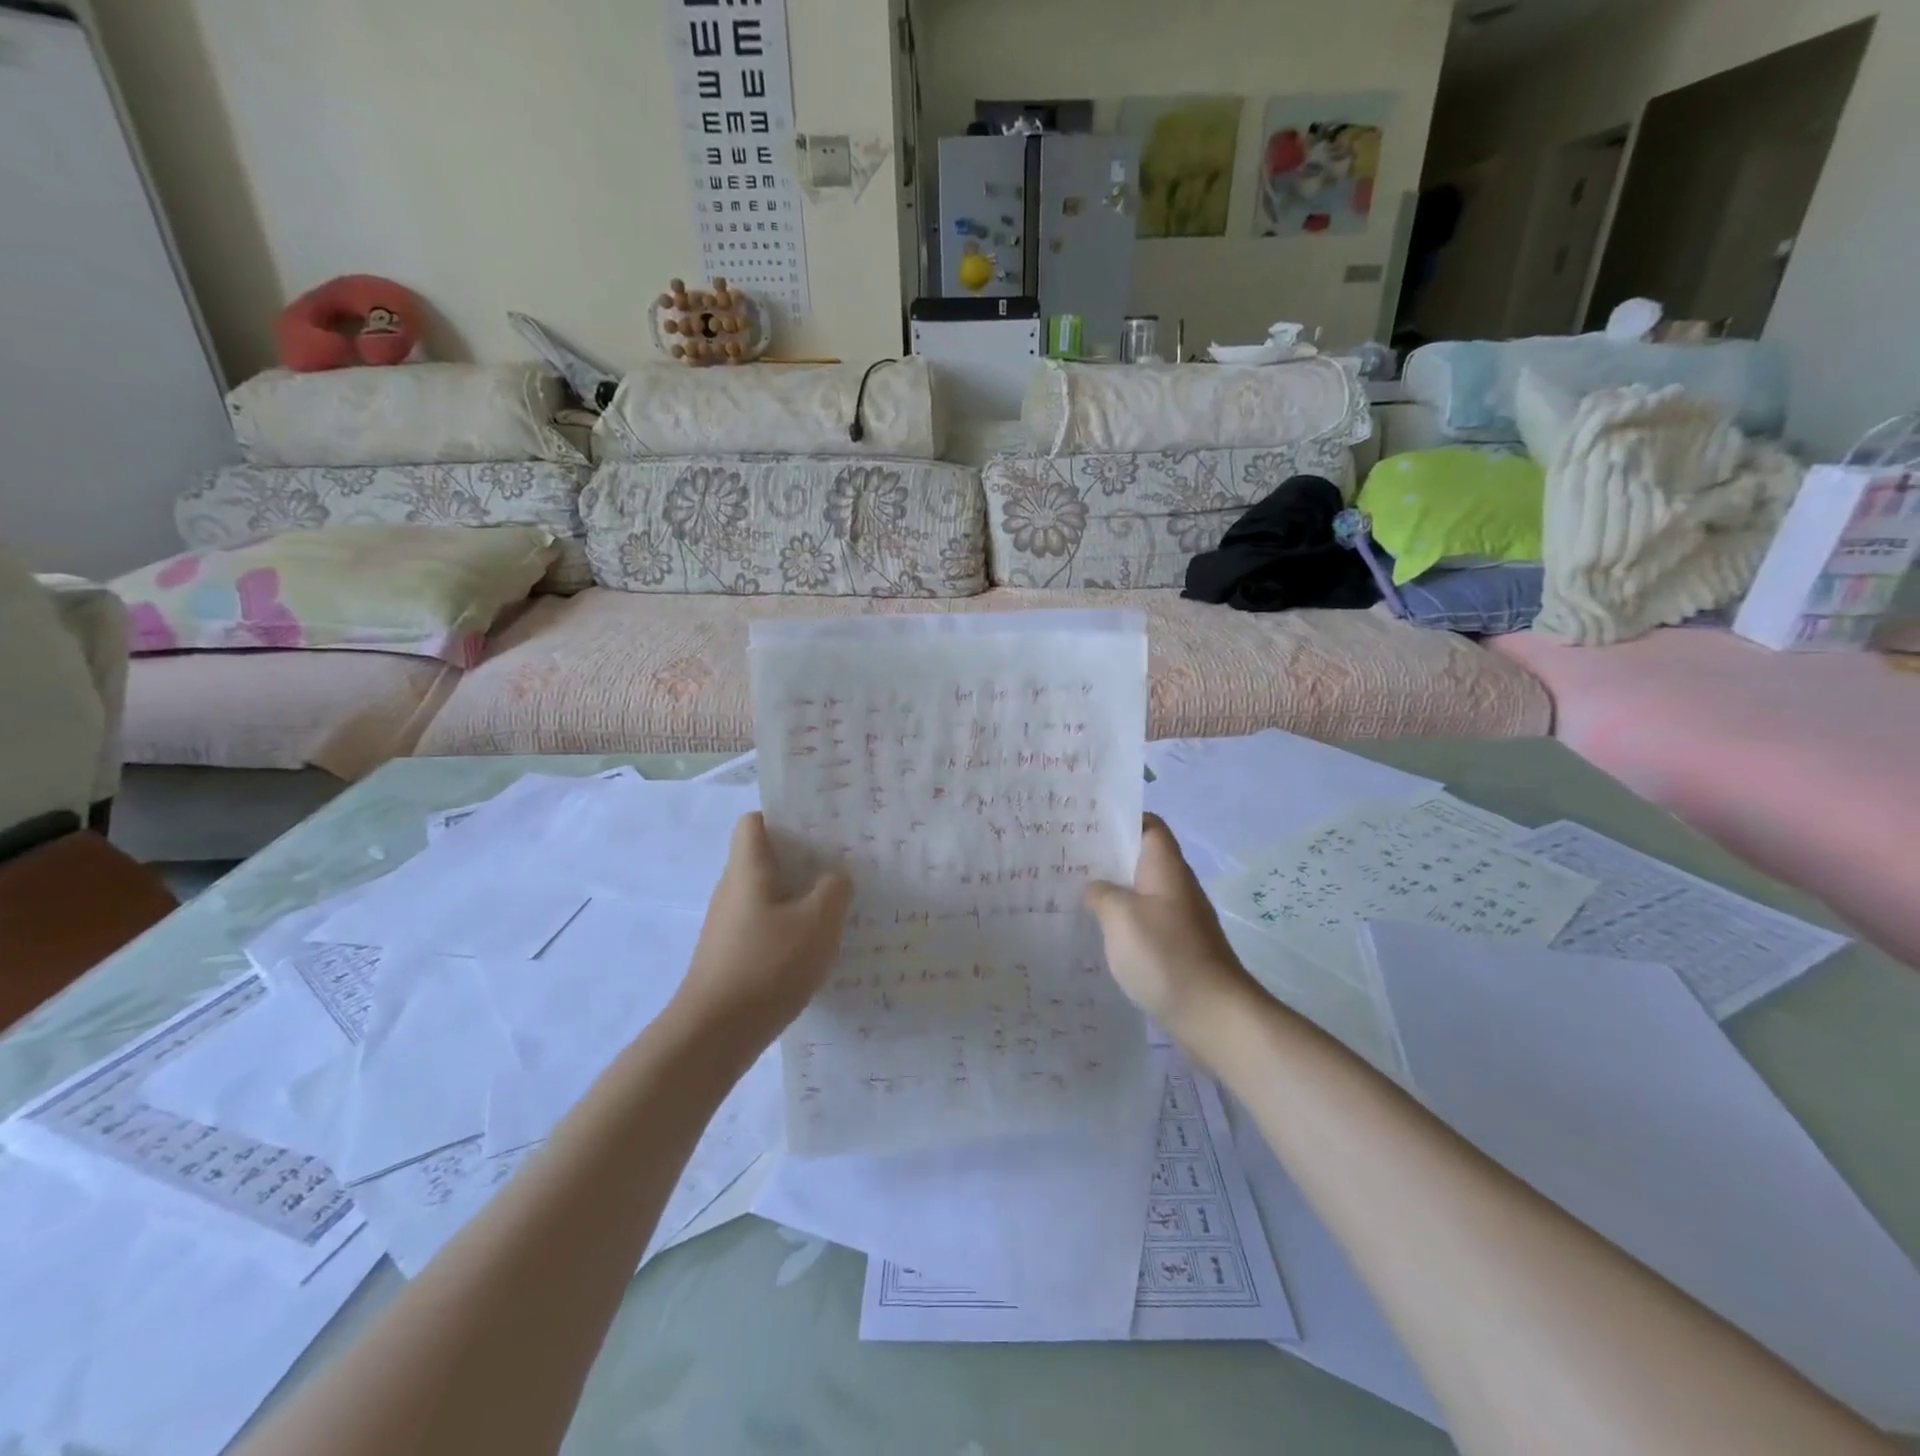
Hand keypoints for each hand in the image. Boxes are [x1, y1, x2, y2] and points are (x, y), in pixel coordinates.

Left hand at [671, 813, 851, 1050]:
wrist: (715, 1034)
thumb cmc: (768, 965)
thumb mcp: (818, 922)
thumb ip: (834, 889)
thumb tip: (835, 877)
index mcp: (748, 869)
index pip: (754, 822)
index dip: (784, 817)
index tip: (819, 827)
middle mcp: (732, 890)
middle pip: (765, 858)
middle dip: (802, 858)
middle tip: (843, 863)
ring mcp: (729, 924)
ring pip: (768, 894)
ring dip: (799, 896)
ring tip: (837, 904)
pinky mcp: (731, 954)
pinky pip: (765, 925)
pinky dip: (789, 927)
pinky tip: (815, 946)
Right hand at [1085, 816, 1257, 1046]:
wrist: (1214, 1015)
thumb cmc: (1166, 955)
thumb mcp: (1120, 916)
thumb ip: (1101, 893)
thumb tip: (1095, 889)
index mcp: (1166, 869)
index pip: (1149, 825)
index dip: (1121, 819)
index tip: (1085, 825)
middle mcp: (1175, 887)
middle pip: (1140, 858)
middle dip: (1106, 857)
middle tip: (1066, 859)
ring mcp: (1178, 919)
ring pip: (1139, 892)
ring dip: (1111, 891)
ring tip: (1072, 894)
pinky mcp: (1176, 948)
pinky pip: (1143, 922)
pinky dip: (1121, 922)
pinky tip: (1096, 934)